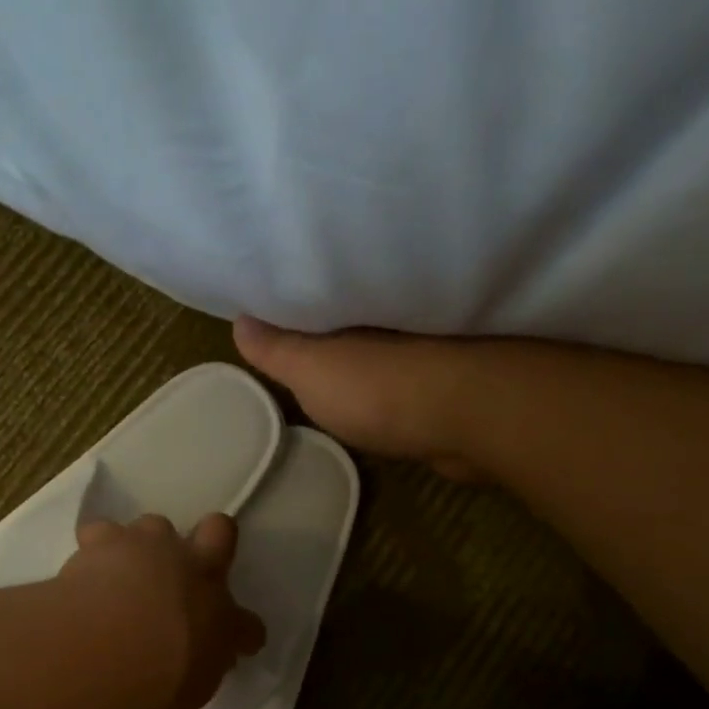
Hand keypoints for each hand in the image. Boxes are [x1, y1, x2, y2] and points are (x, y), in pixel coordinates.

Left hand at [60, 513, 265, 708]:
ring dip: (148, 546)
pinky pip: (101, 533)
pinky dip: (96, 549)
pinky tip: (86, 570)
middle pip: (219, 531)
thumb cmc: (152, 683)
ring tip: (126, 573)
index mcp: (220, 615)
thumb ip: (201, 666)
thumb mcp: (190, 690)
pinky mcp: (103, 541)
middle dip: (211, 542)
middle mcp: (192, 569)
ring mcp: (148, 546)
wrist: (102, 648)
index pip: (248, 624)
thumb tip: (204, 657)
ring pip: (157, 525)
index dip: (244, 631)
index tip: (234, 643)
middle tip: (186, 573)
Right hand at [233, 316, 488, 479]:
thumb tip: (239, 320)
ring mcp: (424, 347)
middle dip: (328, 324)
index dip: (293, 299)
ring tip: (329, 366)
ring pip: (382, 345)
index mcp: (356, 302)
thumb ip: (275, 348)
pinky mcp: (447, 381)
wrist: (469, 417)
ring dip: (363, 353)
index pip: (318, 291)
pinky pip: (407, 373)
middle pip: (350, 315)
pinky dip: (391, 380)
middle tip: (294, 336)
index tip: (269, 304)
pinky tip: (377, 396)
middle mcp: (392, 315)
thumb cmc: (376, 386)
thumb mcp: (309, 368)